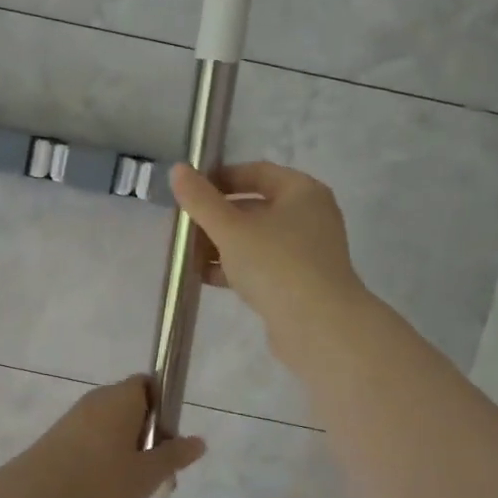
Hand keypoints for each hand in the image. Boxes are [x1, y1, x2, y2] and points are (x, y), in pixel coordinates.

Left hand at [3, 376, 205, 497]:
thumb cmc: (101, 480)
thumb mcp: (147, 474)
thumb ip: (174, 456)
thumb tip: (198, 441)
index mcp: (122, 397)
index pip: (149, 385)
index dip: (164, 410)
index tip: (169, 443)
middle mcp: (97, 400)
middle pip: (132, 410)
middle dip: (148, 440)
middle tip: (158, 478)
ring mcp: (73, 419)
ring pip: (111, 430)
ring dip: (126, 455)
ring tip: (133, 493)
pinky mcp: (56, 440)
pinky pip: (91, 443)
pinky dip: (103, 462)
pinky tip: (103, 493)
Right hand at [169, 161, 369, 360]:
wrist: (319, 327)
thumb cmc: (276, 265)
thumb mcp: (231, 229)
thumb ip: (201, 200)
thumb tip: (178, 169)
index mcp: (302, 192)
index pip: (257, 172)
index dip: (221, 178)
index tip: (190, 190)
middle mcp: (310, 217)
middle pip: (256, 207)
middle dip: (217, 216)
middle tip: (184, 225)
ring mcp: (307, 252)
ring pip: (257, 239)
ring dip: (222, 244)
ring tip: (188, 253)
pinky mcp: (300, 283)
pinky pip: (262, 266)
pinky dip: (236, 267)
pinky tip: (206, 277)